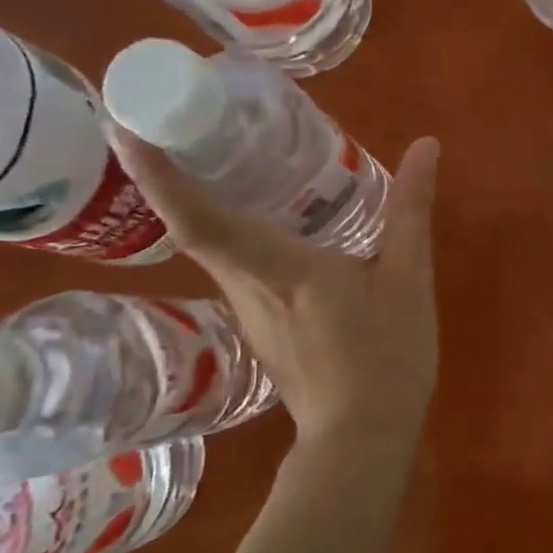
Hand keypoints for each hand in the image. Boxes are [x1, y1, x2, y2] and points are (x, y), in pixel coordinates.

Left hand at [114, 133, 441, 443]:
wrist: (363, 438)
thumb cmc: (386, 357)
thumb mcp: (407, 280)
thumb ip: (411, 210)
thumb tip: (426, 146)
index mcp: (279, 270)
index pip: (201, 219)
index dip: (159, 175)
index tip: (125, 127)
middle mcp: (245, 286)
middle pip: (194, 224)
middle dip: (173, 170)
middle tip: (182, 114)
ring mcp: (247, 310)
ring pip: (213, 245)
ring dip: (203, 197)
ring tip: (221, 152)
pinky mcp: (258, 324)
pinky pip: (235, 263)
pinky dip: (234, 228)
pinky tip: (267, 214)